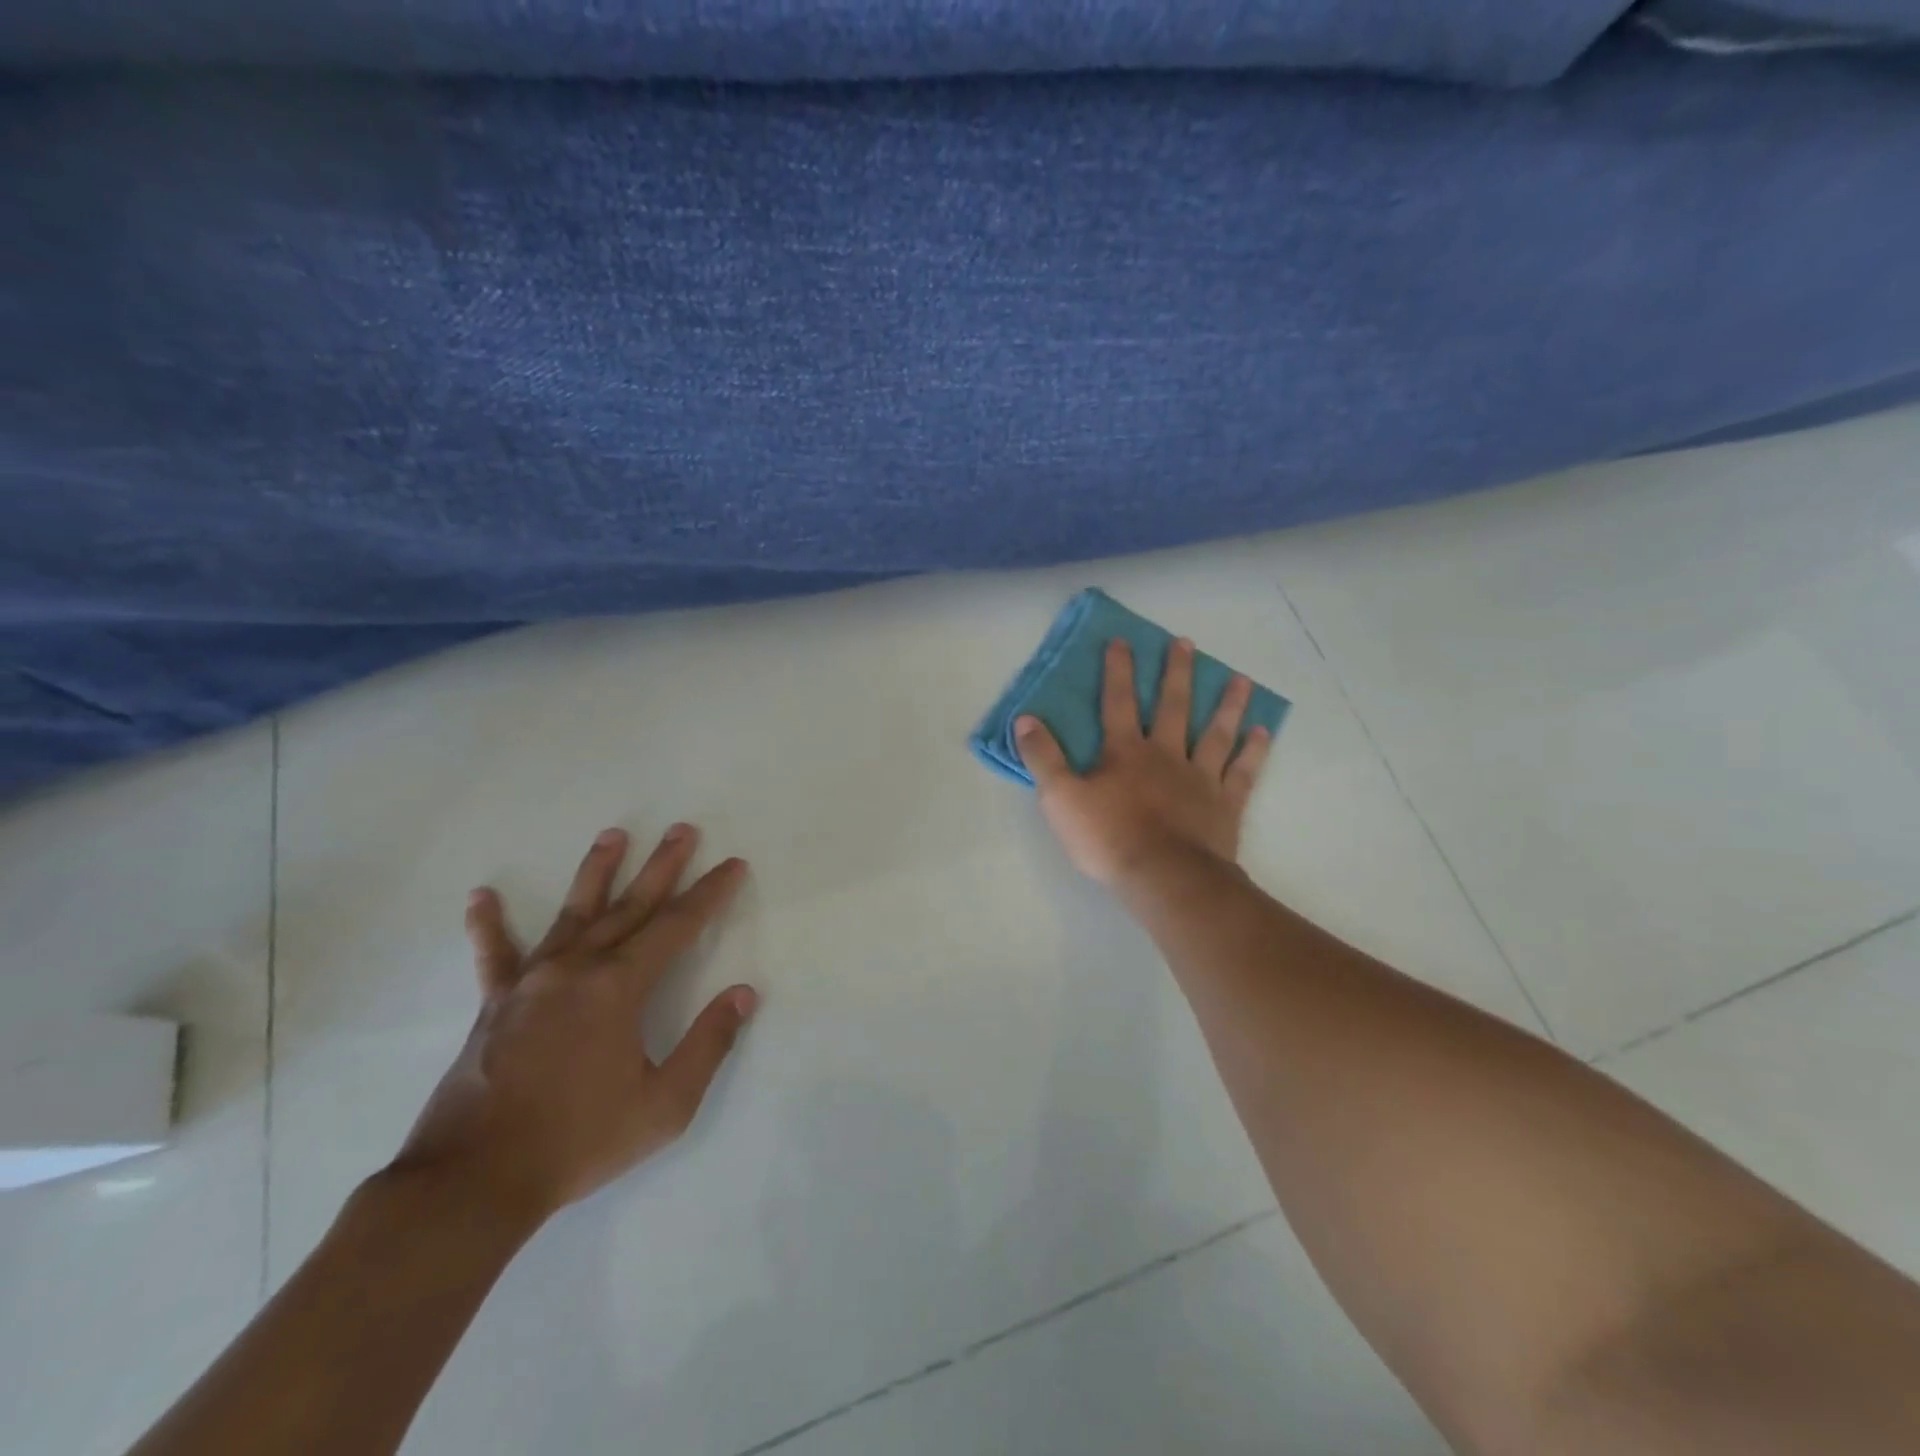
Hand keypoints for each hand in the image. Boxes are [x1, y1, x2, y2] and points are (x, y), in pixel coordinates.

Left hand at [389, 825, 757, 1224]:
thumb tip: (743, 994)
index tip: (732, 864)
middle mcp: (577, 969)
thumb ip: (709, 1044)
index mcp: (619, 987)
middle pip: (630, 905)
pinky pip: (494, 956)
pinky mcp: (494, 1005)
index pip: (677, 925)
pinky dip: (488, 926)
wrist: (472, 1182)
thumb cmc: (579, 1141)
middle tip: (683, 829)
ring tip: (614, 835)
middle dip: (662, 865)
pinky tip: (481, 897)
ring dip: (596, 872)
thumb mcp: (664, 1105)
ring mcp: (531, 983)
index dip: (710, 893)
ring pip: (573, 914)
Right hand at [1017, 638, 1271, 886]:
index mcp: (1126, 752)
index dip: (1118, 670)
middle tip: (1186, 643)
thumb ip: (1042, 758)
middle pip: (1174, 706)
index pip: (1119, 702)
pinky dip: (1254, 750)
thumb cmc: (1109, 838)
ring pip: (1217, 732)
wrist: (1165, 878)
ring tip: (1241, 679)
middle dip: (1177, 673)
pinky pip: (1243, 771)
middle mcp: (1166, 755)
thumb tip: (1024, 719)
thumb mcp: (1060, 799)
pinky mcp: (1225, 804)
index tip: (1123, 641)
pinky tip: (1263, 732)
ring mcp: (1201, 778)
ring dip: (1228, 704)